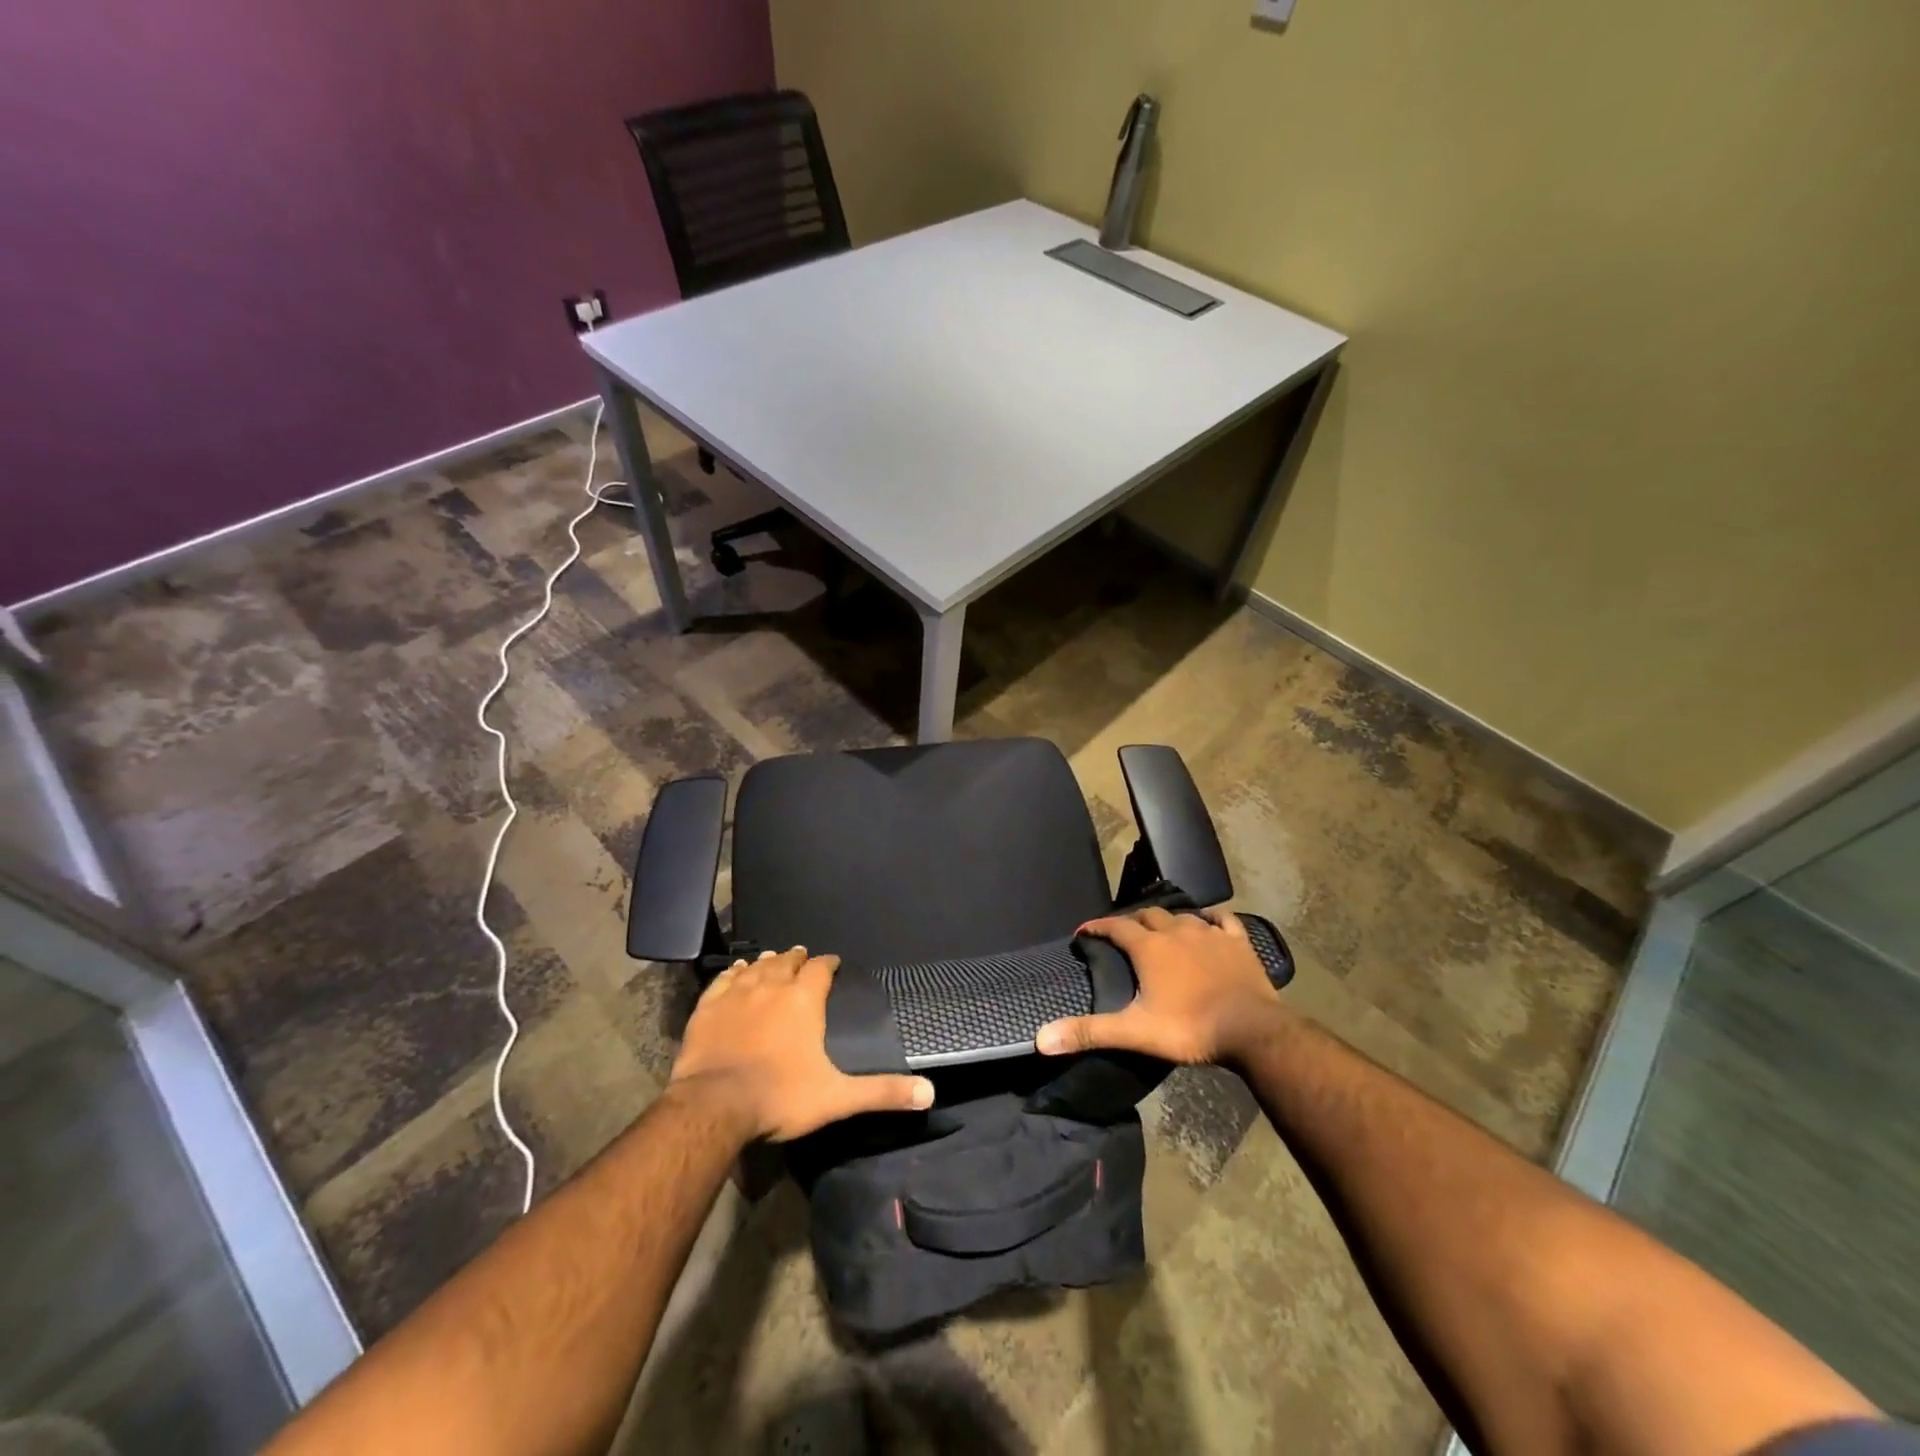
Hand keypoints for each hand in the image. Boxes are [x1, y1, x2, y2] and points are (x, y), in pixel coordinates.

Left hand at [667, 947, 934, 1141]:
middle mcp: (772, 986)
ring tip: (773, 958)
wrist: (714, 1106)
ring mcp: (736, 994)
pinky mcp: (708, 1008)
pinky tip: (737, 972)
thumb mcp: (837, 1097)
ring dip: (768, 962)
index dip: (828, 963)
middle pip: (787, 961)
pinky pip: (724, 980)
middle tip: (802, 957)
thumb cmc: (780, 1097)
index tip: (833, 962)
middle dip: (797, 958)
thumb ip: (882, 1092)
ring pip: (756, 967)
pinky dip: (734, 973)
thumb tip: (929, 1094)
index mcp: (804, 1000)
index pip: (821, 968)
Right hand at [1035, 907, 1287, 1066]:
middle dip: (1132, 921)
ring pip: (1182, 915)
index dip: (1097, 927)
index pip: (1115, 926)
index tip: (1084, 932)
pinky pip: (1222, 920)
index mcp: (1149, 947)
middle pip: (1148, 915)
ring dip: (1167, 920)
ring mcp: (1210, 934)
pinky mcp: (1238, 942)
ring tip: (1161, 929)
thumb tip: (1041, 1039)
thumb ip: (1089, 1032)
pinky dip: (1211, 919)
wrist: (1252, 1030)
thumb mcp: (1135, 1032)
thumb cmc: (1189, 1028)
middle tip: (1123, 934)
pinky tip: (1208, 923)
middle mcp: (1176, 931)